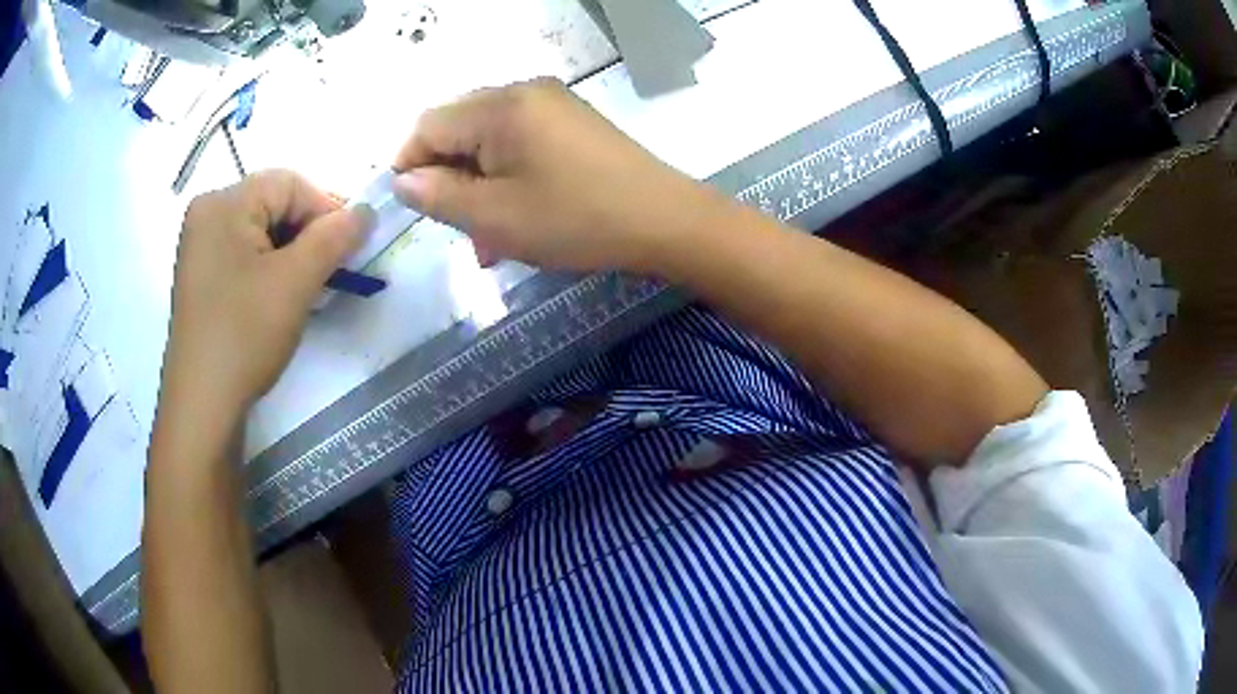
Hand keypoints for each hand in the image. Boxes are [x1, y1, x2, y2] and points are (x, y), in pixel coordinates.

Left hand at [160, 171, 370, 414]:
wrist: (202, 405)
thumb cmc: (244, 335)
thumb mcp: (295, 282)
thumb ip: (335, 237)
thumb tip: (366, 211)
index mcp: (223, 203)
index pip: (289, 184)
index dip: (326, 209)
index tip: (351, 247)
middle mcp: (207, 212)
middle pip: (273, 203)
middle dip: (308, 233)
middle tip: (332, 270)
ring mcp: (200, 245)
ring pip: (261, 230)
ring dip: (292, 251)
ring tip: (308, 287)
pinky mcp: (201, 274)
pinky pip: (245, 252)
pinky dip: (270, 266)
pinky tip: (280, 295)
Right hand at [391, 77, 711, 273]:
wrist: (665, 221)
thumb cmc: (575, 219)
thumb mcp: (494, 216)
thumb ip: (437, 196)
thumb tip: (402, 181)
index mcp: (500, 106)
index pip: (428, 125)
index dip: (410, 165)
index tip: (413, 209)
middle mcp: (524, 92)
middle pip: (458, 129)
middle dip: (449, 180)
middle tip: (458, 229)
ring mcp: (552, 105)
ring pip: (489, 142)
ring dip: (479, 187)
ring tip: (489, 241)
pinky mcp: (572, 122)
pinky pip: (520, 144)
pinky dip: (507, 179)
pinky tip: (516, 218)